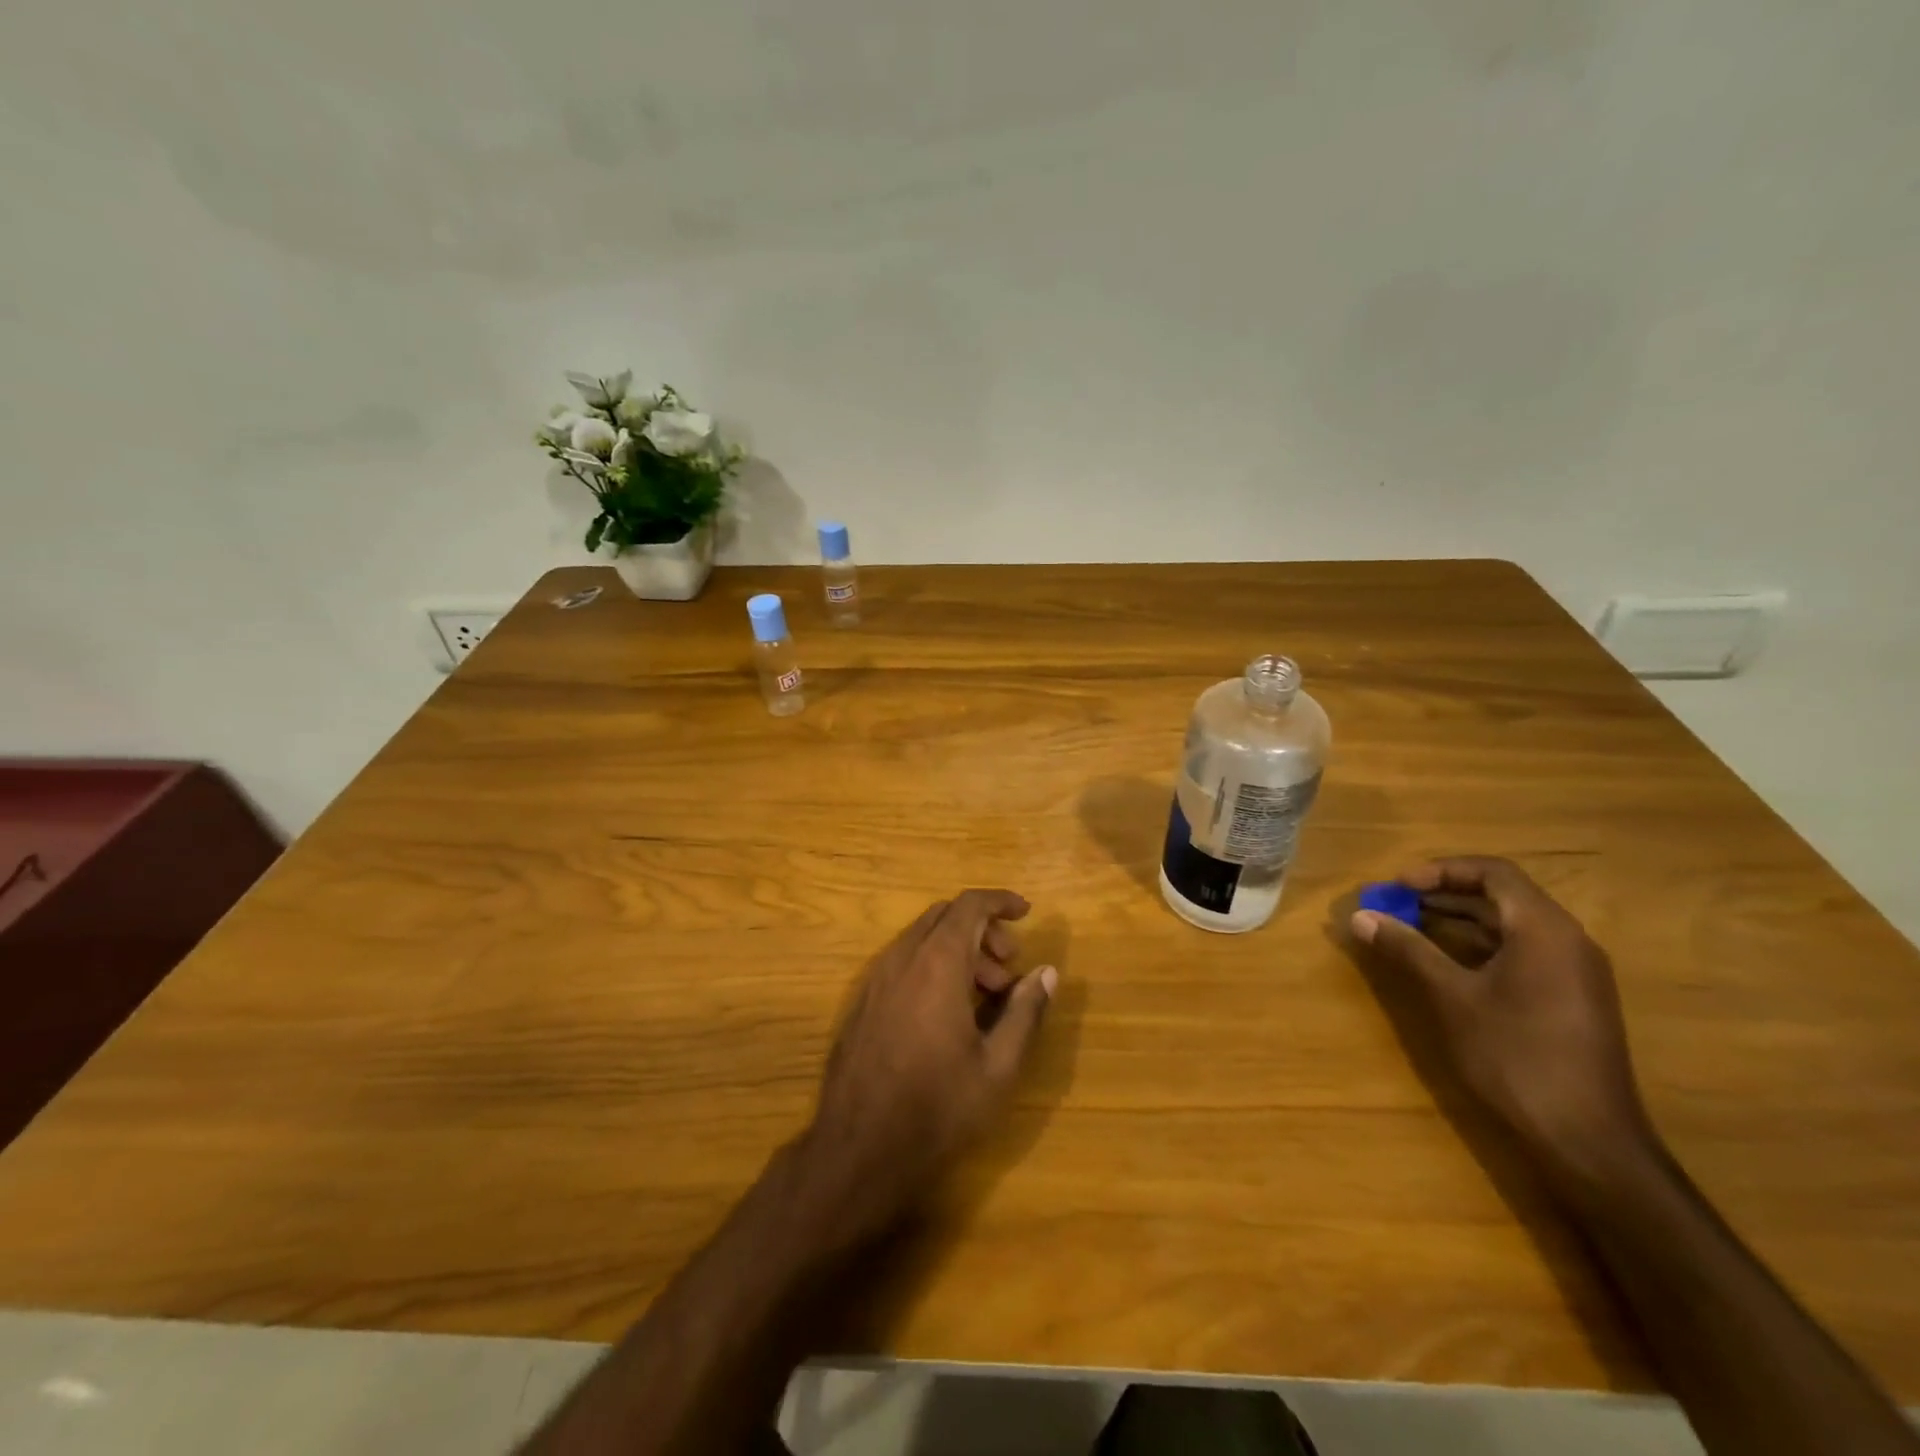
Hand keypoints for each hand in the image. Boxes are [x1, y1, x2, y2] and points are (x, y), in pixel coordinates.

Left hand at [800, 890, 1056, 1239]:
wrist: (859, 1149)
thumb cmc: (938, 1107)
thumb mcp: (998, 1066)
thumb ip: (1025, 1012)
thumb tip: (1047, 973)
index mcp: (937, 964)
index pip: (969, 905)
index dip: (1000, 901)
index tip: (1027, 913)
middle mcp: (902, 959)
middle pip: (945, 916)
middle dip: (982, 929)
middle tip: (1008, 967)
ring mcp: (876, 979)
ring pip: (922, 938)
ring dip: (958, 949)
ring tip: (985, 995)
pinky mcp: (862, 1002)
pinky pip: (903, 962)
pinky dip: (932, 965)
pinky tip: (947, 1012)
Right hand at [1351, 857, 1655, 1182]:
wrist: (1589, 1142)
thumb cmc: (1516, 1057)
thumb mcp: (1451, 998)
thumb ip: (1408, 950)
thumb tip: (1361, 917)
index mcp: (1544, 929)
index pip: (1493, 872)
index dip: (1440, 870)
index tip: (1397, 886)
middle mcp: (1568, 940)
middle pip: (1503, 895)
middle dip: (1444, 894)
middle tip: (1395, 905)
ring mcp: (1576, 972)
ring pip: (1512, 925)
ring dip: (1460, 920)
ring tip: (1411, 929)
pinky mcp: (1573, 999)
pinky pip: (1523, 951)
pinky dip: (1481, 945)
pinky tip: (1447, 964)